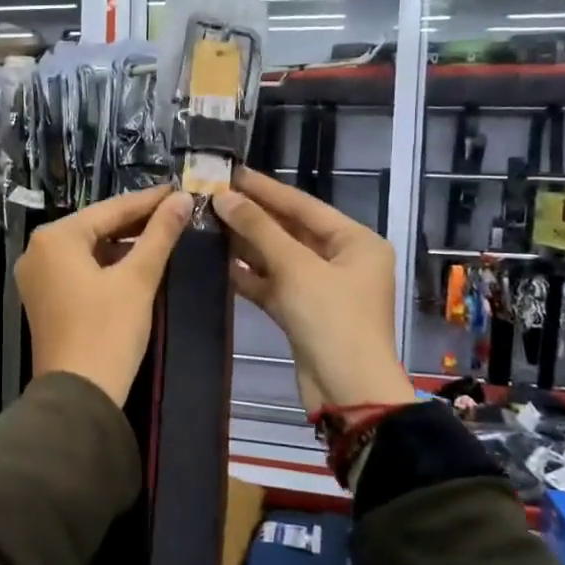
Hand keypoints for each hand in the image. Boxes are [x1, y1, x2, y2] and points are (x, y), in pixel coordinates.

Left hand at [16, 185, 193, 405]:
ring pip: (88, 248)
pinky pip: (79, 269)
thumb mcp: (138, 279)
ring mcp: (37, 277)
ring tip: (162, 235)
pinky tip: (135, 263)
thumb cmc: (108, 331)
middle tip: (175, 212)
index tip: (179, 190)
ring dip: (123, 243)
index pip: (110, 209)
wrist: (78, 395)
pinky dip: (107, 264)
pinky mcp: (44, 299)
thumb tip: (181, 199)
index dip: (148, 201)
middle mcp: (38, 250)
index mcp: (55, 237)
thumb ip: (159, 235)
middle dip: (135, 221)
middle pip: (95, 226)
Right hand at [213, 167, 415, 412]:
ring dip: (246, 245)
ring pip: (278, 258)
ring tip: (208, 224)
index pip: (304, 205)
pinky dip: (249, 276)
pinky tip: (218, 263)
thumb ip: (259, 229)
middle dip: (252, 216)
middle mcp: (342, 260)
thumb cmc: (332, 320)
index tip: (231, 173)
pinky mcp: (303, 313)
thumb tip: (224, 197)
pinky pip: (273, 285)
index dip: (266, 189)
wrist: (347, 392)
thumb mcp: (296, 268)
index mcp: (356, 242)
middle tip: (212, 197)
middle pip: (291, 230)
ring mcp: (322, 289)